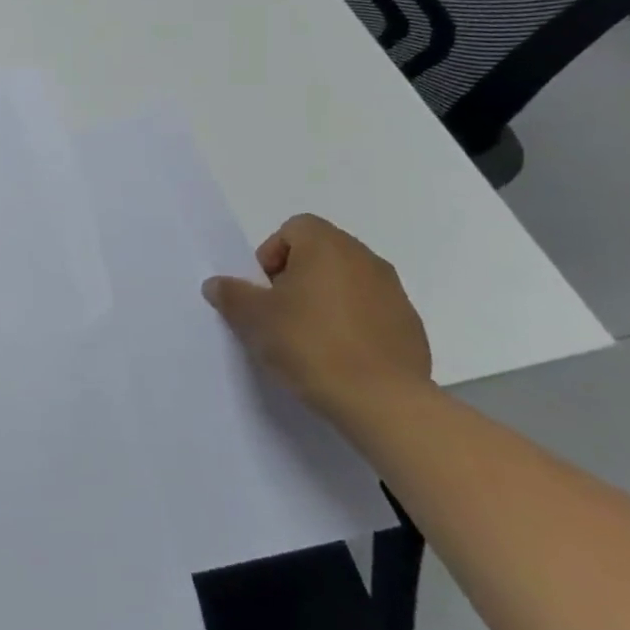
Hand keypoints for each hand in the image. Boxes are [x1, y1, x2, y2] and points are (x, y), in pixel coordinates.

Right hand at [201, 214, 432, 425]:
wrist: (382, 401)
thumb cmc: (309, 344)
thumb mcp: (252, 318)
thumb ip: (231, 294)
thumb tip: (218, 284)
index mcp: (327, 247)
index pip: (295, 228)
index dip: (272, 252)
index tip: (264, 288)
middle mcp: (366, 260)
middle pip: (322, 252)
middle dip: (296, 275)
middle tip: (280, 311)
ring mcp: (394, 293)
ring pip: (348, 282)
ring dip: (325, 298)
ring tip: (309, 336)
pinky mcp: (411, 326)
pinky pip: (371, 311)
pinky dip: (352, 322)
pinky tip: (339, 354)